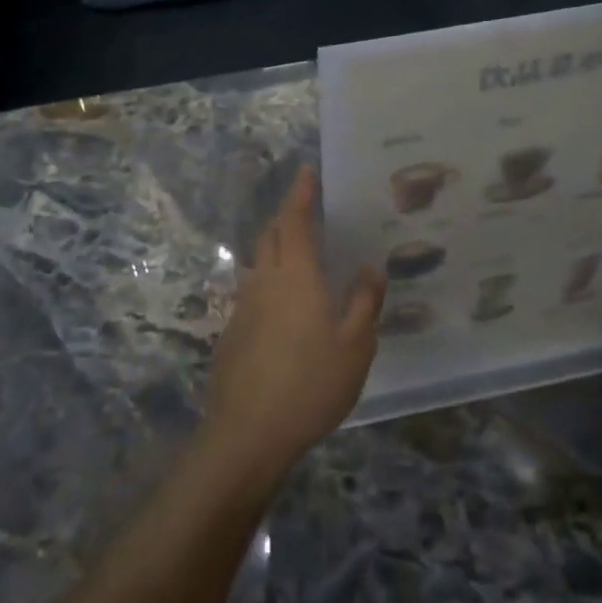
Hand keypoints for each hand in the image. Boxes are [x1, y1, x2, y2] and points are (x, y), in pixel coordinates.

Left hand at [203, 168, 385, 489]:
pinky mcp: (232, 330)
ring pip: (258, 261)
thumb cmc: (310, 384)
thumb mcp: (356, 345)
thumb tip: (368, 267)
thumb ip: (365, 301)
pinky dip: (268, 280)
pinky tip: (283, 305)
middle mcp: (264, 280)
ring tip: (298, 253)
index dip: (300, 192)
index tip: (306, 171)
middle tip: (306, 208)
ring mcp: (243, 305)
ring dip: (275, 246)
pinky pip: (252, 290)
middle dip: (286, 214)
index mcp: (296, 275)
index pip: (294, 219)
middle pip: (270, 233)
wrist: (248, 431)